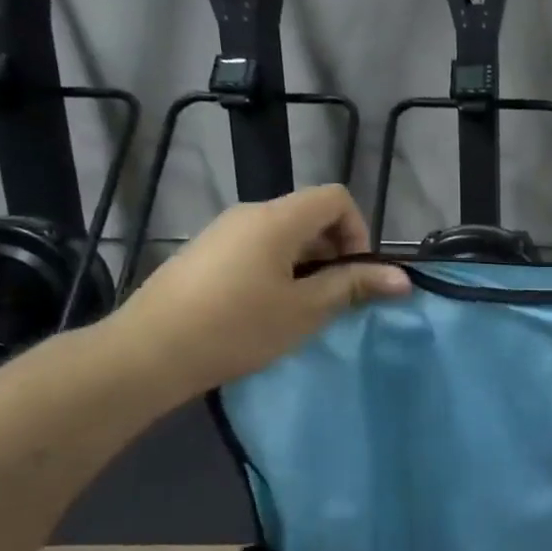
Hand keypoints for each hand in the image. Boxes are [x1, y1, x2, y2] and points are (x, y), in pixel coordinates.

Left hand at [109, 186, 409, 397]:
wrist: (148, 352)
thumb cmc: (238, 328)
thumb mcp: (305, 309)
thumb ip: (354, 286)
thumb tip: (403, 278)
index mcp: (277, 218)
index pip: (336, 198)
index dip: (358, 231)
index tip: (353, 274)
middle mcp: (249, 213)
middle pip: (310, 214)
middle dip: (334, 251)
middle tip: (332, 298)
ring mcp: (222, 231)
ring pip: (283, 234)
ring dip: (306, 263)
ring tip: (299, 308)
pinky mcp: (204, 253)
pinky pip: (256, 248)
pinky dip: (277, 269)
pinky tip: (263, 309)